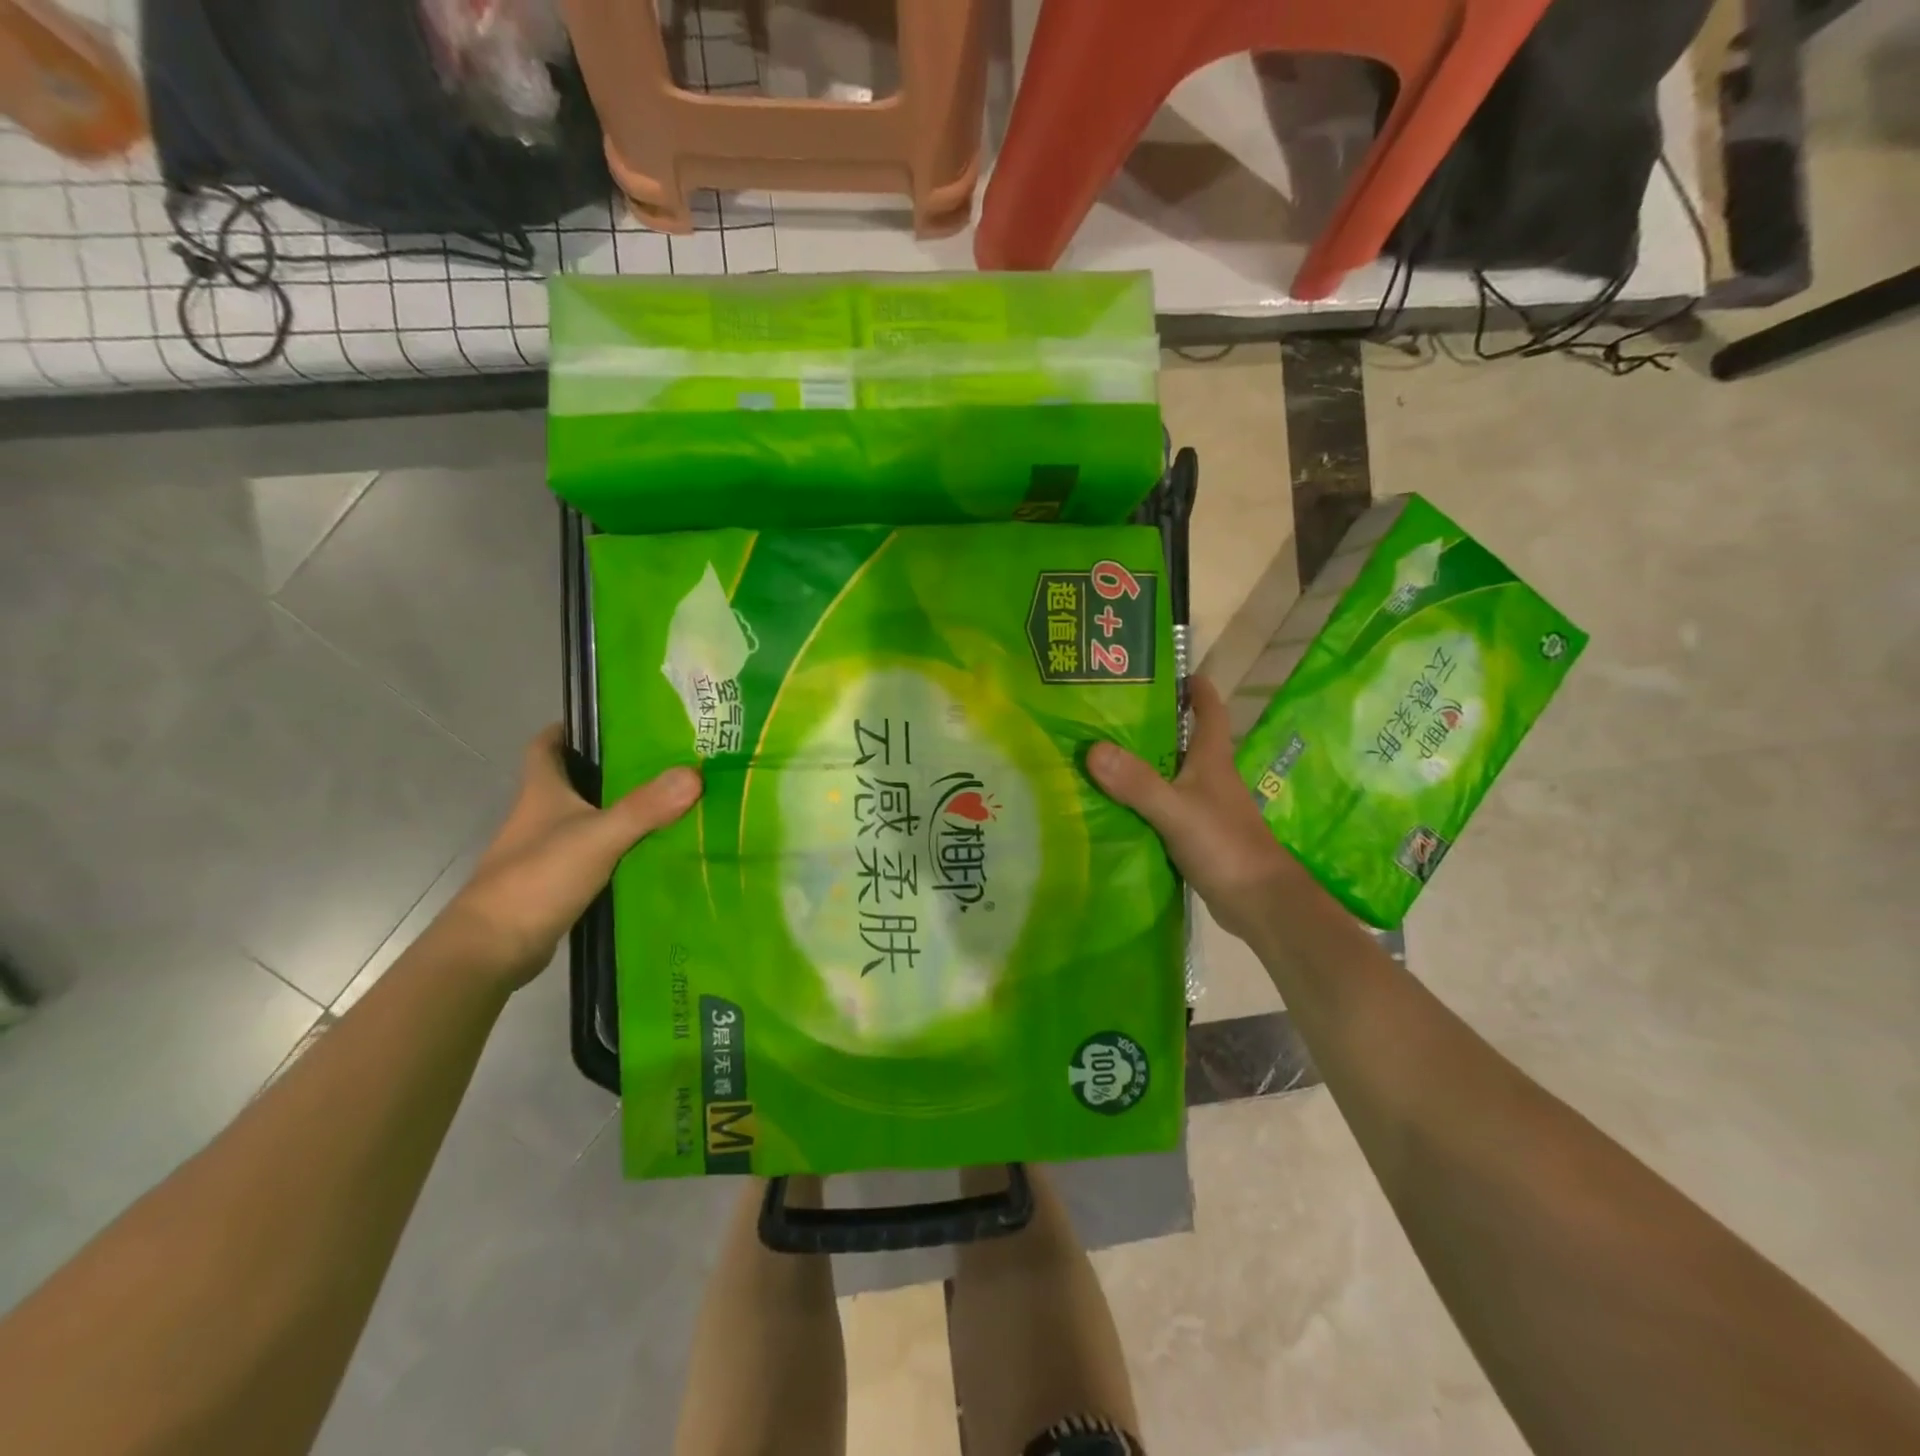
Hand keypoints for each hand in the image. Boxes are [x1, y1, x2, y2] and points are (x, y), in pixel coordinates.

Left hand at [444, 725, 701, 989]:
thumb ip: (644, 807)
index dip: (569, 730)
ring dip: (618, 811)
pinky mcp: (555, 883)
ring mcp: (545, 851)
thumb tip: (695, 773)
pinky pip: (593, 854)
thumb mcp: (598, 837)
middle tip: (661, 762)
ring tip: (668, 803)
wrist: (493, 948)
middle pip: (573, 780)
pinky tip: (650, 852)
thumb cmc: (538, 878)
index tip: (609, 722)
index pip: (546, 746)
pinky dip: (617, 849)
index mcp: (541, 792)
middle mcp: (540, 816)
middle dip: (610, 769)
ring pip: (586, 819)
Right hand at [1087, 675, 1296, 943]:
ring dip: (1140, 764)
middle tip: (1107, 712)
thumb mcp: (1176, 810)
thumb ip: (1137, 782)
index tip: (1166, 670)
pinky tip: (1111, 804)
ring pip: (1168, 774)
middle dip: (1151, 723)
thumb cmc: (1225, 846)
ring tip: (1097, 753)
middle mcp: (1210, 777)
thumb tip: (1093, 749)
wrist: (1259, 903)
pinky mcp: (1195, 834)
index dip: (1194, 687)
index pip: (1209, 710)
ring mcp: (1203, 807)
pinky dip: (1139, 801)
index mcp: (1213, 759)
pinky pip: (1162, 807)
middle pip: (1181, 739)